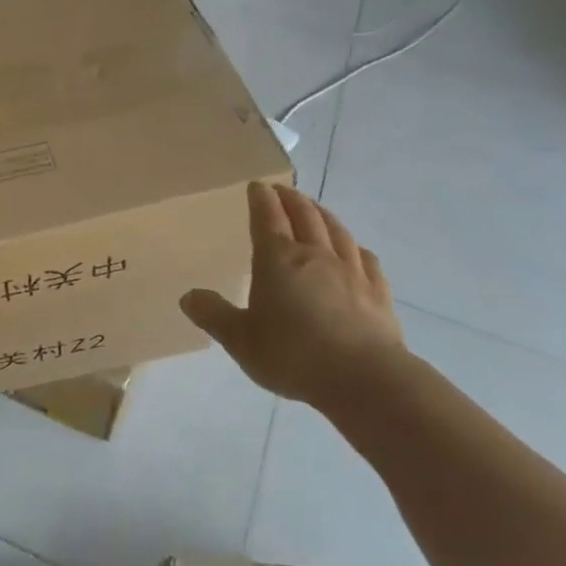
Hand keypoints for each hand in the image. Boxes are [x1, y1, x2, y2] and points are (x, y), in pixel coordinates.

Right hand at [181, 182, 406, 406]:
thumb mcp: (240, 340)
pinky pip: (365, 258)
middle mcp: (315, 255)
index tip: (256, 185)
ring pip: (335, 230)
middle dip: (290, 198)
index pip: (267, 217)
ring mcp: (351, 271)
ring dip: (322, 213)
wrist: (365, 380)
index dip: (260, 199)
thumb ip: (213, 315)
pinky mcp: (378, 292)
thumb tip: (188, 297)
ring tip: (314, 207)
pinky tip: (354, 248)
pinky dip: (354, 246)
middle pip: (304, 215)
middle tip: (281, 189)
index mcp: (277, 260)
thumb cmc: (294, 356)